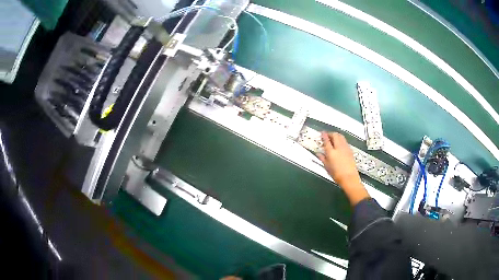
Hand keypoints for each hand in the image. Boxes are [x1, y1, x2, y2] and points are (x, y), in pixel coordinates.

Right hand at [317, 132, 369, 205]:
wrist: (349, 178)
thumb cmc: (337, 174)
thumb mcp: (327, 167)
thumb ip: (322, 158)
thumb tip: (319, 154)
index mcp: (331, 152)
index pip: (326, 140)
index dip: (324, 135)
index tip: (322, 133)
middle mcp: (339, 147)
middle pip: (335, 135)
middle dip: (331, 134)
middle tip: (327, 136)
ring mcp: (345, 148)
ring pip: (341, 136)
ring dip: (336, 135)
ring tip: (333, 138)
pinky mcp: (350, 150)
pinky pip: (345, 141)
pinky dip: (341, 140)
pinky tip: (339, 144)